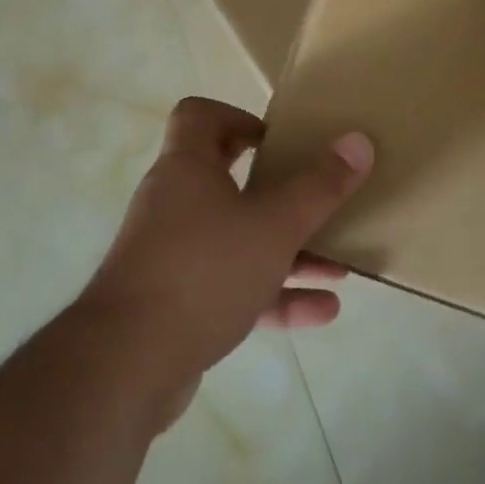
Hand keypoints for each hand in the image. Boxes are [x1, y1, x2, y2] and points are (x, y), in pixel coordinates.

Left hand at [77, 97, 372, 422]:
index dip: (236, 117)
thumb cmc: (203, 271)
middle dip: (274, 188)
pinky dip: (272, 294)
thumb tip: (359, 141)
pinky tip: (322, 311)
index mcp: (187, 167)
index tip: (275, 141)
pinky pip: (231, 286)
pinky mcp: (176, 304)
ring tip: (338, 264)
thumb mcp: (274, 225)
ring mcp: (172, 255)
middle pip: (224, 176)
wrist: (125, 367)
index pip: (199, 116)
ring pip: (236, 238)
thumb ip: (319, 187)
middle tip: (310, 193)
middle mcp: (174, 202)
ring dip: (285, 250)